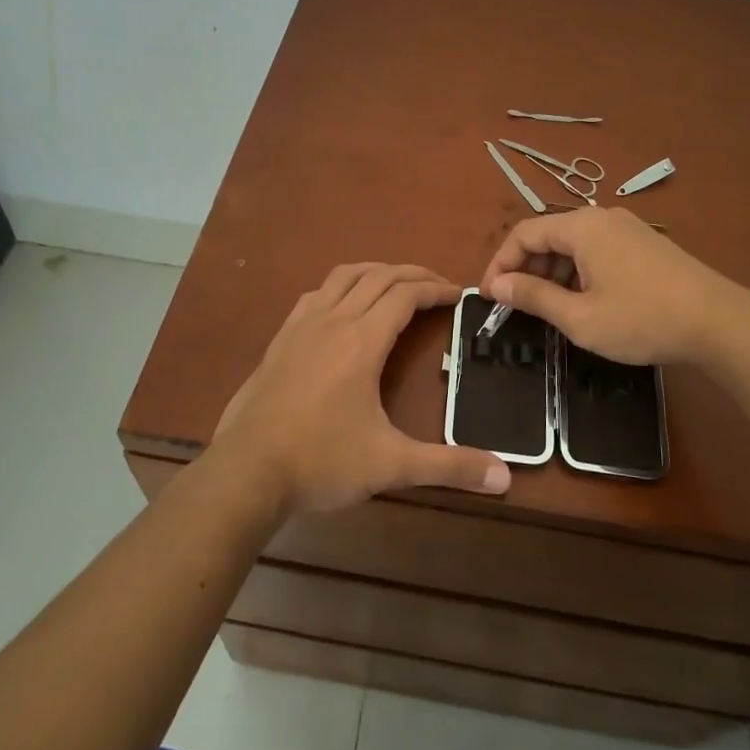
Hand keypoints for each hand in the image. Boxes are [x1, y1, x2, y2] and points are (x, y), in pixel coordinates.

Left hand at [213, 263, 511, 514]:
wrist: (246, 471)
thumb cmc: (321, 461)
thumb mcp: (391, 465)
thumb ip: (448, 466)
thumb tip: (504, 478)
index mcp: (362, 341)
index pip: (405, 295)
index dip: (435, 288)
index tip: (459, 294)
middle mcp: (333, 321)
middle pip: (378, 277)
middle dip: (412, 274)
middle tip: (437, 286)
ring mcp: (301, 326)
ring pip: (343, 277)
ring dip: (375, 272)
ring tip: (395, 284)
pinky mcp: (280, 340)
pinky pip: (316, 295)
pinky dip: (340, 287)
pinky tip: (341, 307)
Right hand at [479, 207, 745, 365]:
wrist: (719, 322)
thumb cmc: (642, 319)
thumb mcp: (579, 317)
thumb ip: (533, 297)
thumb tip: (497, 285)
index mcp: (581, 227)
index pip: (524, 233)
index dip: (500, 264)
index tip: (490, 297)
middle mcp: (602, 217)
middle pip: (548, 235)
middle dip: (526, 268)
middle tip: (517, 305)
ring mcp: (627, 228)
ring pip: (574, 244)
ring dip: (553, 272)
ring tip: (549, 309)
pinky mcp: (645, 243)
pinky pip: (597, 250)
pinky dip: (579, 271)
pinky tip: (585, 301)